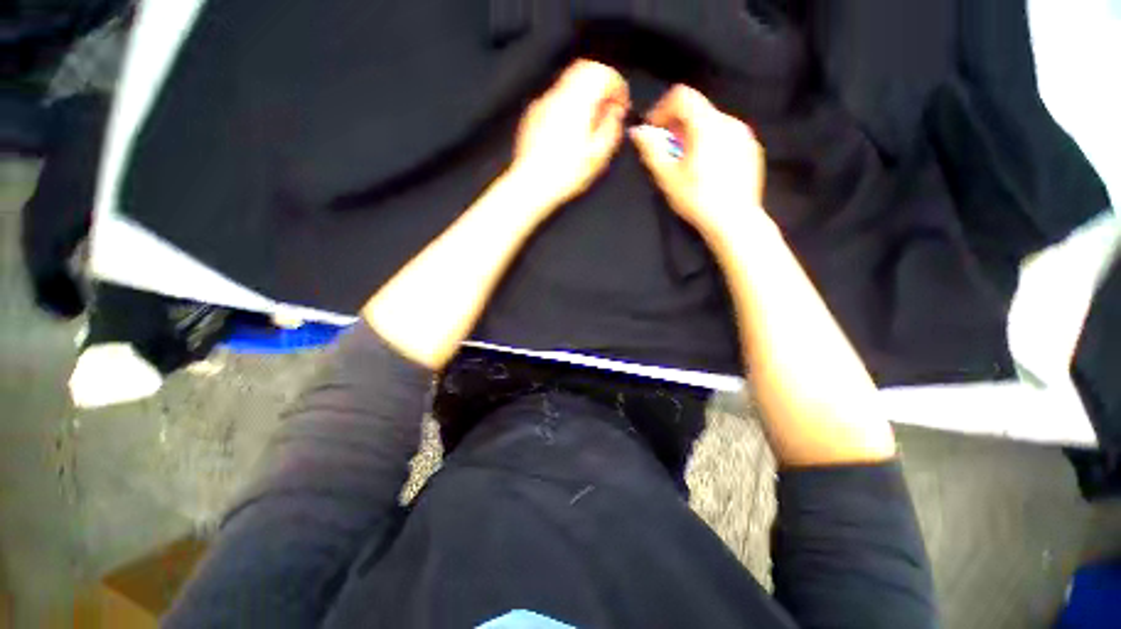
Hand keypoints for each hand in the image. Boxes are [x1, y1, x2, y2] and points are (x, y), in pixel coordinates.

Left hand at [507, 59, 629, 211]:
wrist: (531, 185)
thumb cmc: (565, 174)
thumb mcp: (598, 156)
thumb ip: (611, 128)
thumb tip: (615, 113)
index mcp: (577, 102)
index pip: (602, 73)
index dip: (617, 86)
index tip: (621, 106)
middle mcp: (558, 96)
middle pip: (583, 70)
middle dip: (601, 85)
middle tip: (607, 110)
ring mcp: (541, 104)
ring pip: (568, 84)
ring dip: (584, 96)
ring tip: (590, 124)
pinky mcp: (532, 116)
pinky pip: (554, 100)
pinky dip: (568, 106)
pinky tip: (569, 132)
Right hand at [630, 85, 764, 240]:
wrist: (735, 220)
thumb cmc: (698, 200)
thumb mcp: (668, 177)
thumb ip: (652, 150)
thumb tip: (638, 132)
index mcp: (707, 125)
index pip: (682, 96)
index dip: (662, 109)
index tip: (654, 131)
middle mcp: (730, 122)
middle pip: (697, 110)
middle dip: (677, 127)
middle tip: (668, 153)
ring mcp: (745, 135)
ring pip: (712, 124)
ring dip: (694, 136)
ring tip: (687, 165)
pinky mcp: (752, 149)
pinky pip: (727, 136)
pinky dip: (712, 144)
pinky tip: (707, 171)